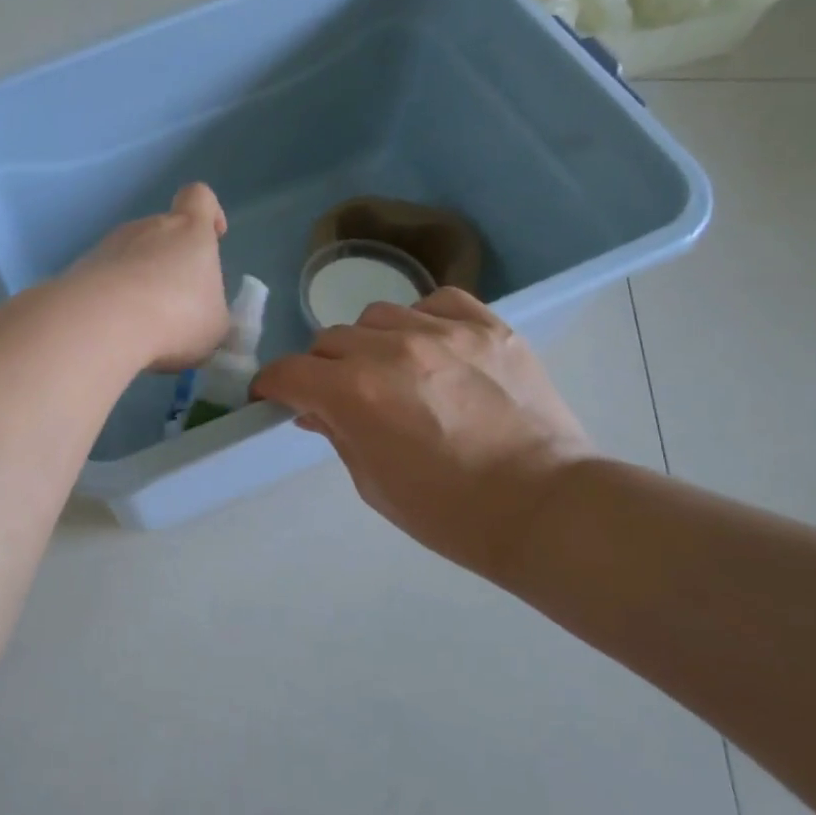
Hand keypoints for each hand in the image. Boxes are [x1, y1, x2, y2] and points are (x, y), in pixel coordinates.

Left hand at [71, 183, 230, 371]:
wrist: (105, 322)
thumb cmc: (177, 316)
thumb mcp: (214, 325)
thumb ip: (210, 311)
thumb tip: (201, 314)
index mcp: (189, 230)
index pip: (199, 198)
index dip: (209, 212)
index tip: (214, 236)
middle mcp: (147, 227)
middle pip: (162, 233)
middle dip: (168, 264)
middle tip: (175, 306)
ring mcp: (109, 245)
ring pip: (130, 257)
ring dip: (137, 283)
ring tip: (141, 325)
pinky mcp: (80, 269)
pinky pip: (103, 279)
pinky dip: (111, 300)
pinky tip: (114, 330)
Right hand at [252, 288, 592, 582]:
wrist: (543, 506)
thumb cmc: (448, 512)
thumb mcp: (373, 483)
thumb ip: (337, 434)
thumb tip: (316, 409)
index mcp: (355, 394)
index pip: (288, 372)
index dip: (272, 386)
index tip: (274, 398)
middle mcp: (391, 350)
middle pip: (329, 341)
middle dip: (322, 369)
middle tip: (339, 396)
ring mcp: (444, 332)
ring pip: (378, 316)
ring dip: (369, 343)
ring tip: (390, 370)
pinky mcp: (488, 326)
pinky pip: (437, 302)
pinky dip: (422, 320)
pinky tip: (432, 347)